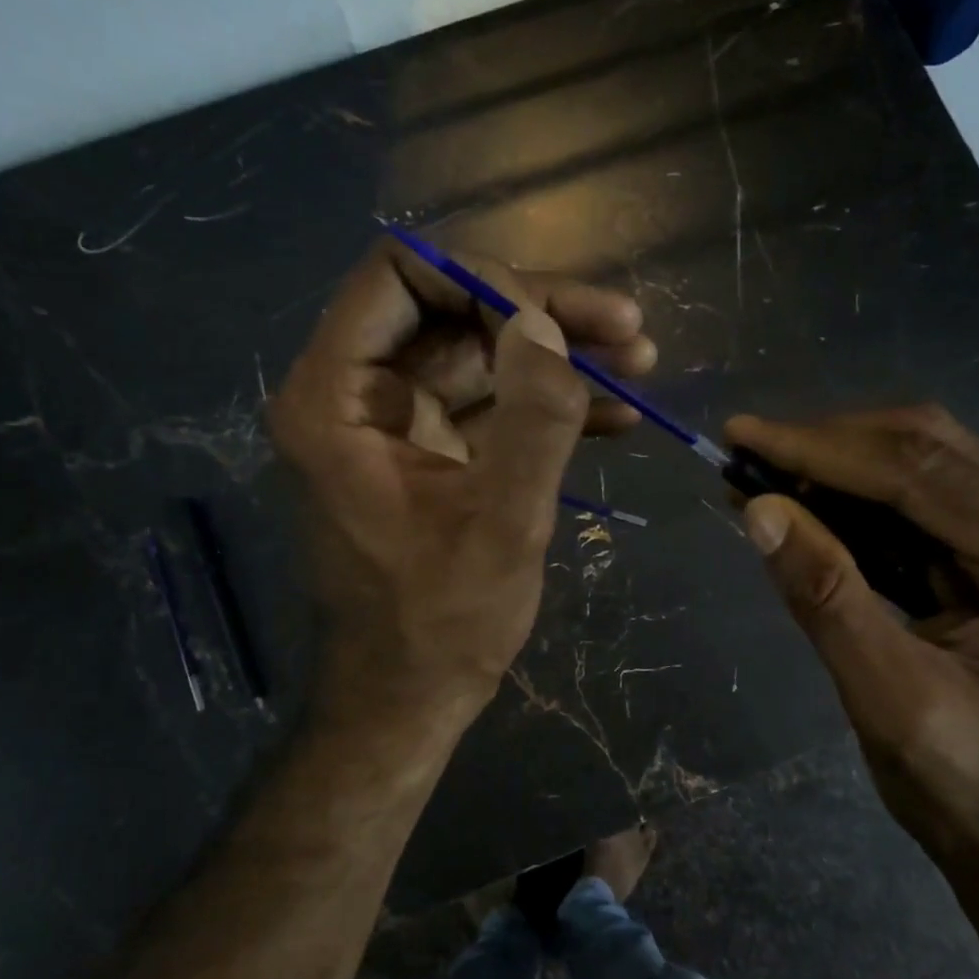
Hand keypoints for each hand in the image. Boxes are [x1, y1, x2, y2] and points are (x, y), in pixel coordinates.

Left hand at [274, 237, 655, 738]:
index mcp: (338, 398)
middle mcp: (357, 396)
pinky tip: (618, 418)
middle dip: (542, 315)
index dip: (484, 277)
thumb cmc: (439, 625)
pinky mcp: (433, 456)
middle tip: (628, 329)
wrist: (409, 702)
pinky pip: (490, 407)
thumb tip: (548, 324)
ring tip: (640, 363)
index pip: (399, 276)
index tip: (559, 317)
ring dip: (558, 358)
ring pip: (480, 355)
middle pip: (451, 311)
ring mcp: (397, 426)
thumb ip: (533, 418)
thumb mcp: (502, 523)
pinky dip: (548, 406)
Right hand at [726, 406, 978, 876]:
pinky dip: (848, 500)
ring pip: (922, 468)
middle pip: (932, 453)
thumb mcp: (887, 699)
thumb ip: (826, 597)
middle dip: (830, 445)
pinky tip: (797, 503)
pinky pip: (914, 507)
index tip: (745, 436)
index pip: (927, 478)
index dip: (826, 450)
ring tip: (759, 471)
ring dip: (835, 466)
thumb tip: (758, 509)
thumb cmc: (965, 789)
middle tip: (747, 448)